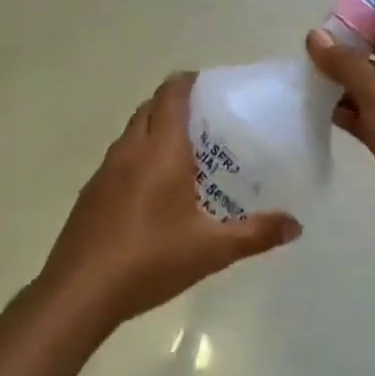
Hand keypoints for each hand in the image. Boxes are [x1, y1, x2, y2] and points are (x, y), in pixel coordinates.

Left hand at [41, 72, 300, 326]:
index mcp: (160, 151)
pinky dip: (138, 157)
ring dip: (155, 130)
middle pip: (150, 108)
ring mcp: (104, 171)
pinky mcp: (90, 193)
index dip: (189, 82)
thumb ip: (256, 234)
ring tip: (185, 154)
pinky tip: (153, 191)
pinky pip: (118, 159)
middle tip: (207, 122)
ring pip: (132, 133)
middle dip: (175, 104)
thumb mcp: (212, 250)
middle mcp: (130, 150)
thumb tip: (295, 225)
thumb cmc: (150, 260)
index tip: (212, 88)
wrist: (79, 293)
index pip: (172, 95)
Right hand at [306, 30, 374, 264]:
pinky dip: (352, 120)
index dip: (363, 36)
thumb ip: (347, 64)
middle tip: (311, 61)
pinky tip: (324, 116)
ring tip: (310, 86)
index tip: (326, 34)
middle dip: (351, 66)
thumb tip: (315, 36)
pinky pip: (374, 128)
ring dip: (348, 94)